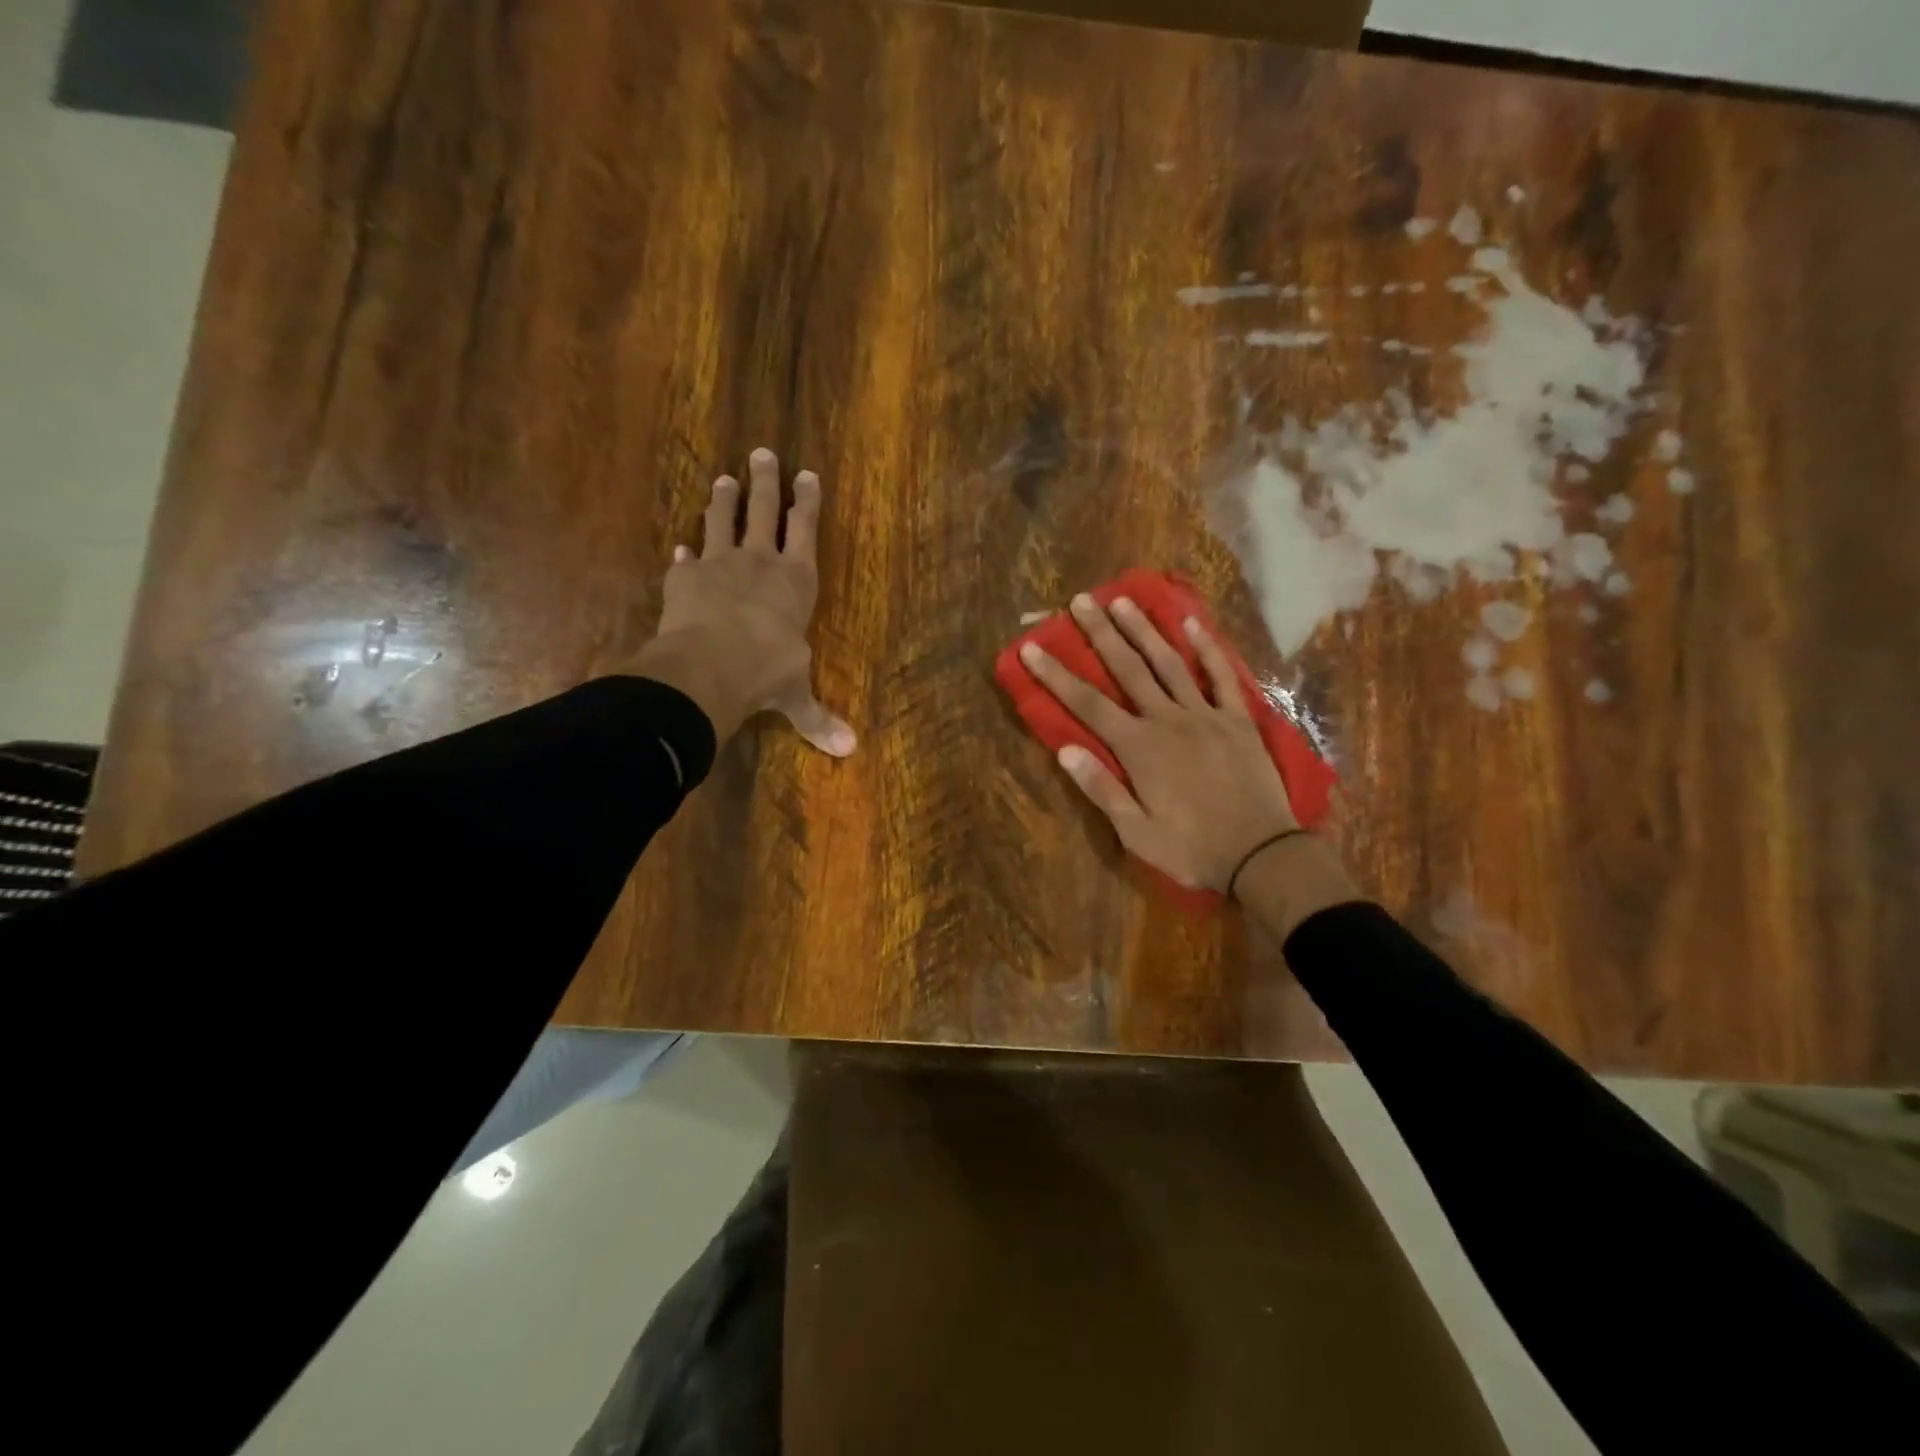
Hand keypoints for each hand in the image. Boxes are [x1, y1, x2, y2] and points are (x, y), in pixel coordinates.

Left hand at [625, 448, 854, 755]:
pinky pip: (686, 562)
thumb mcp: (796, 695)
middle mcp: (759, 563)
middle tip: (762, 453)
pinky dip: (684, 556)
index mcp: (795, 581)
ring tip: (722, 480)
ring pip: (721, 522)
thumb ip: (817, 717)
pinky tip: (680, 549)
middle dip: (765, 482)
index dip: (806, 502)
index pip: (805, 531)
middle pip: (763, 512)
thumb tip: (849, 751)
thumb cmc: (768, 671)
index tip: (806, 474)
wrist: (712, 665)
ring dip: (722, 502)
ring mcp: (718, 566)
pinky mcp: (684, 580)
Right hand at [1019, 594, 1298, 892]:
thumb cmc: (1191, 850)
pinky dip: (1208, 648)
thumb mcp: (1136, 833)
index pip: (1087, 704)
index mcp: (1139, 748)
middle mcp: (1168, 721)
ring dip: (1145, 630)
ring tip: (1124, 600)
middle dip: (1101, 634)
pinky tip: (1193, 623)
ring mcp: (1206, 716)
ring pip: (1170, 663)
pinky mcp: (1238, 720)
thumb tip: (1064, 750)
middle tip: (1081, 600)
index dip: (1057, 675)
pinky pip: (1222, 677)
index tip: (1033, 648)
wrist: (1262, 856)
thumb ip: (1101, 789)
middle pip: (1128, 669)